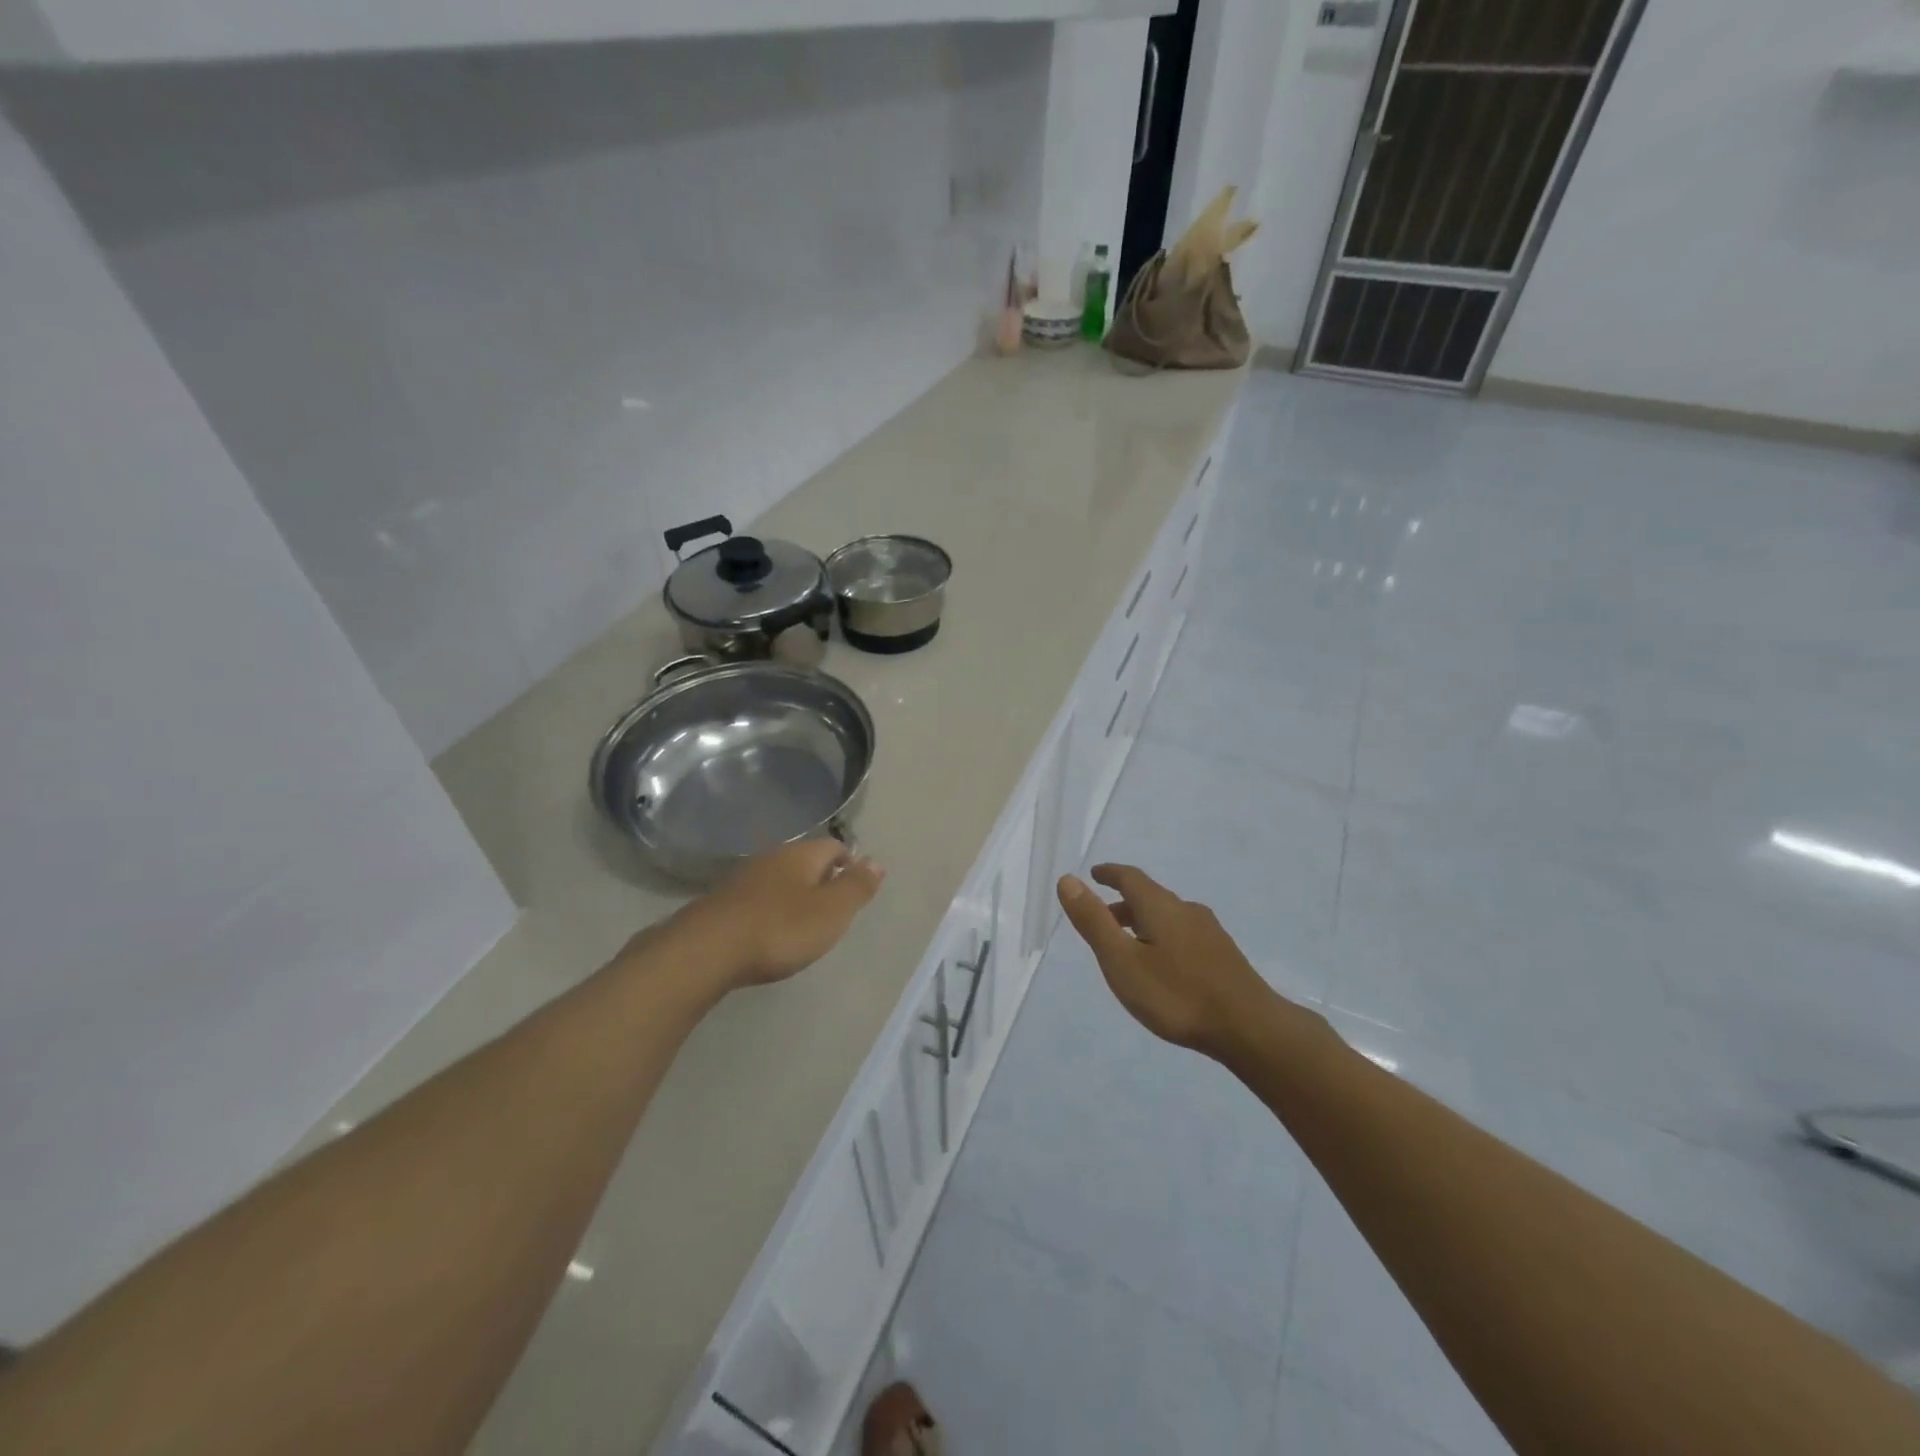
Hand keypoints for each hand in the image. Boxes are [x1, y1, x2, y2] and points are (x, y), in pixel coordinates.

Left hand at [674, 840, 884, 990]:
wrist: (707, 950)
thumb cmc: (780, 928)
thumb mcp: (832, 911)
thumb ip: (856, 887)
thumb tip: (876, 861)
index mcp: (802, 855)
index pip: (834, 846)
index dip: (849, 862)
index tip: (856, 887)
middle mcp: (772, 858)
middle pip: (805, 860)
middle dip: (821, 878)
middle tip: (833, 907)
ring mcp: (743, 879)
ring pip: (779, 878)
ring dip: (793, 894)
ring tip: (803, 921)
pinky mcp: (722, 903)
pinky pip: (756, 899)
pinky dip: (769, 910)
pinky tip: (769, 931)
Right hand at [1056, 864, 1279, 1058]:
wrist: (1250, 1028)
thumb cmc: (1177, 994)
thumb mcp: (1122, 961)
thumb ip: (1094, 921)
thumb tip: (1068, 880)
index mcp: (1160, 906)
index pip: (1130, 878)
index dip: (1110, 874)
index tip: (1095, 874)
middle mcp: (1186, 910)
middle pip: (1150, 897)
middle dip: (1123, 903)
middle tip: (1102, 918)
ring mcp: (1210, 933)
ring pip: (1168, 917)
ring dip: (1143, 922)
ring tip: (1128, 945)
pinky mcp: (1223, 956)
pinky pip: (1183, 934)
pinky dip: (1162, 937)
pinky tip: (1164, 965)